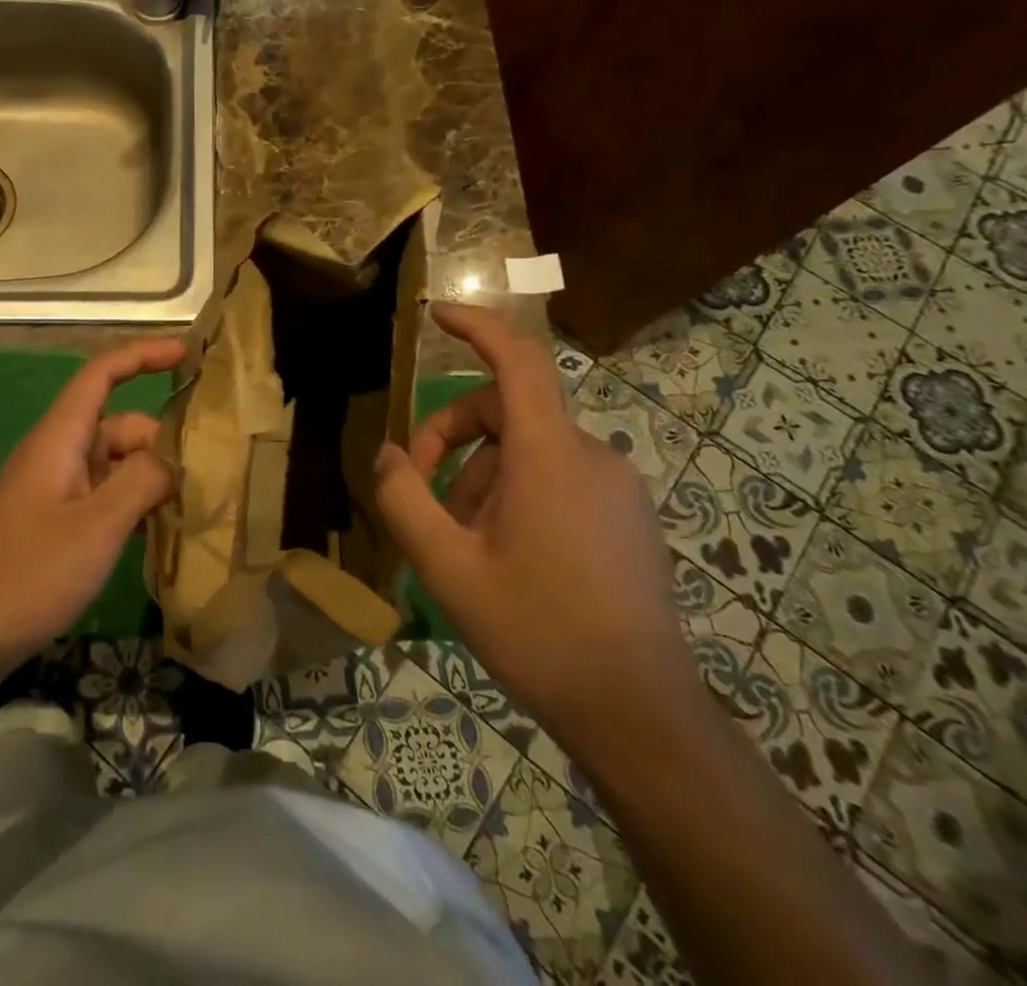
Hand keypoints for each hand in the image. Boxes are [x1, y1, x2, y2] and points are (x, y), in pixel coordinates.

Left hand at [0, 338, 184, 671]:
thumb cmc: (31, 574)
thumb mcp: (98, 526)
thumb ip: (142, 481)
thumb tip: (171, 459)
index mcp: (59, 437)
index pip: (101, 373)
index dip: (142, 355)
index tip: (187, 354)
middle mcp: (56, 452)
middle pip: (117, 424)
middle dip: (159, 442)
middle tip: (203, 477)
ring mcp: (54, 486)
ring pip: (114, 461)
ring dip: (149, 477)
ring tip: (189, 508)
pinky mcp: (54, 517)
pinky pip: (103, 492)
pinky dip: (132, 501)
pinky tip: (157, 533)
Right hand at [372, 304, 701, 754]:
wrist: (639, 713)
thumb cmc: (536, 630)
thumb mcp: (446, 566)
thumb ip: (403, 499)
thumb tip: (388, 453)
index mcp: (550, 456)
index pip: (518, 360)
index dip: (477, 327)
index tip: (437, 313)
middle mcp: (591, 457)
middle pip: (506, 411)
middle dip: (451, 438)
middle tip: (417, 490)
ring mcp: (615, 488)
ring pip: (526, 451)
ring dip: (479, 477)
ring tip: (460, 541)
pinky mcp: (626, 517)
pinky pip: (556, 478)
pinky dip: (514, 493)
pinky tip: (501, 553)